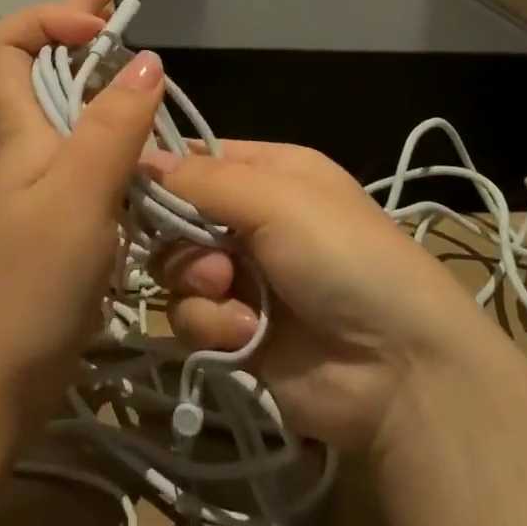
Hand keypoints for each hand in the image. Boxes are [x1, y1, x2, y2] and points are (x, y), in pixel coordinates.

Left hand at [0, 0, 165, 419]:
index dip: (48, 19)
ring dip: (100, 71)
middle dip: (79, 19)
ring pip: (71, 109)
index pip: (5, 44)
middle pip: (44, 65)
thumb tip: (149, 60)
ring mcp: (45, 185)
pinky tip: (142, 133)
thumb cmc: (25, 284)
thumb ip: (113, 127)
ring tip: (135, 47)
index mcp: (19, 129)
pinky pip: (92, 155)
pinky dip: (116, 129)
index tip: (101, 28)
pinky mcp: (64, 221)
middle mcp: (28, 146)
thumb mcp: (76, 195)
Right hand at [148, 141, 498, 450]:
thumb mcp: (277, 197)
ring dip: (199, 285)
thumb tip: (139, 156)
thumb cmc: (342, 255)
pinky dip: (213, 326)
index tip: (126, 185)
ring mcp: (243, 278)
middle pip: (177, 216)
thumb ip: (203, 178)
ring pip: (177, 270)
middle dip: (182, 238)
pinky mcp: (236, 333)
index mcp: (268, 172)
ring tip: (234, 295)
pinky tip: (247, 334)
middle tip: (211, 257)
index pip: (196, 157)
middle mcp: (252, 220)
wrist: (399, 369)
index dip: (161, 169)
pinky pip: (191, 320)